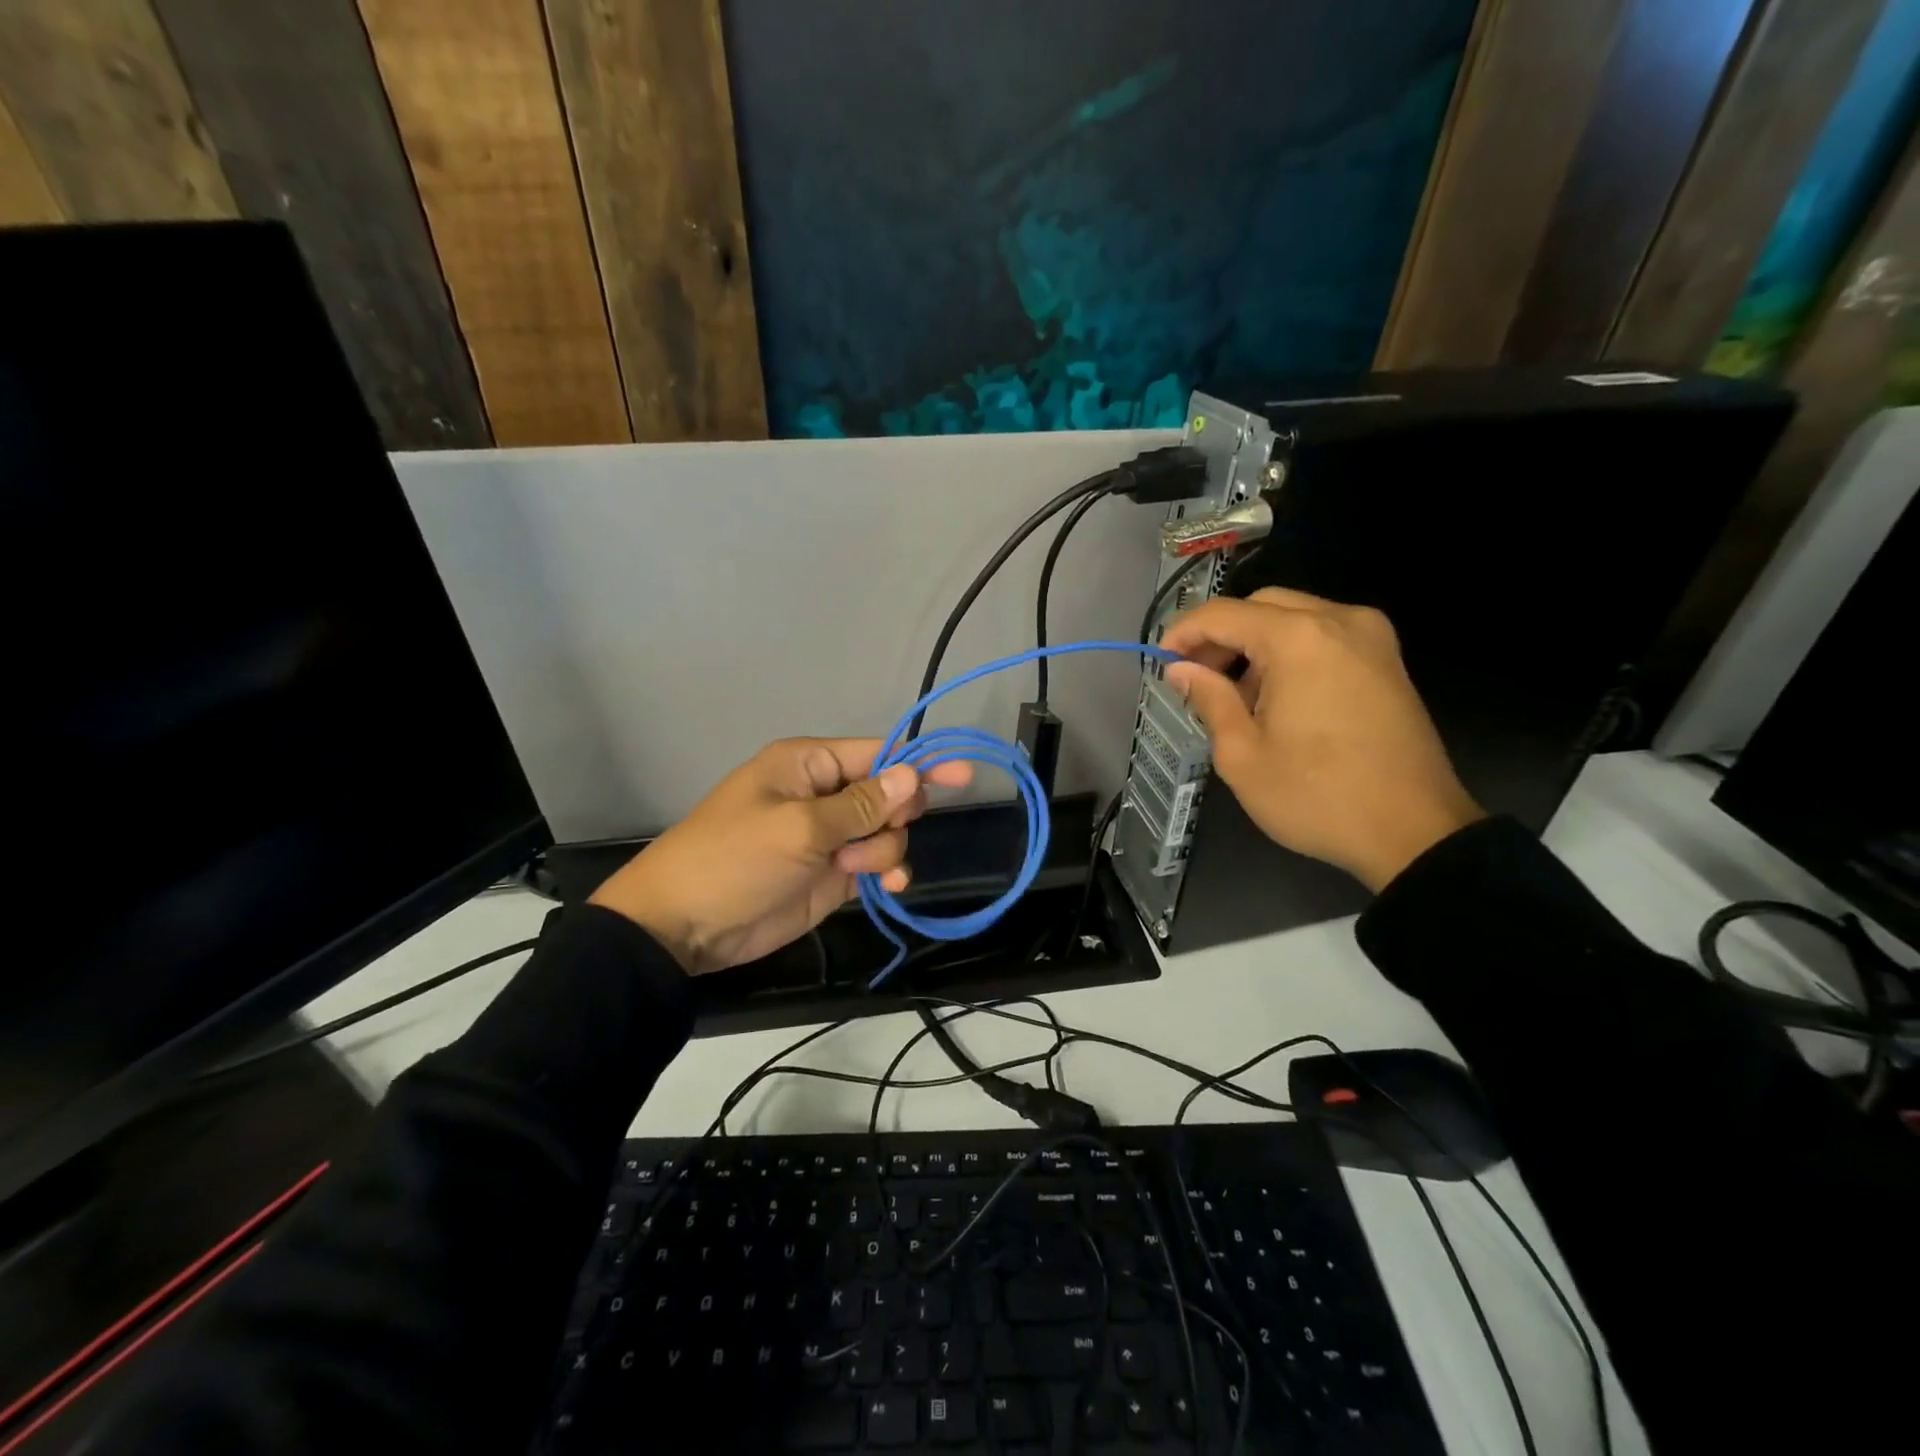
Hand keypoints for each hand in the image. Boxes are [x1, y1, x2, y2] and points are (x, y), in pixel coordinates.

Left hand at [590, 738, 971, 973]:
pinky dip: (888, 871)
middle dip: (894, 813)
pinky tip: (889, 885)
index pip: (876, 754)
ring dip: (884, 849)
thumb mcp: (797, 828)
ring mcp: (829, 837)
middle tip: (874, 834)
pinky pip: (877, 864)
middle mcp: (823, 795)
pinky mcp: (832, 875)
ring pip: (887, 831)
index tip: (963, 774)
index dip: (919, 763)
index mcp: (808, 766)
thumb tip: (912, 775)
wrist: (684, 927)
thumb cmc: (734, 860)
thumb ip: (859, 805)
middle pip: (888, 793)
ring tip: (853, 869)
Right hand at [1162, 588, 1482, 891]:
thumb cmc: (1316, 796)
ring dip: (1255, 644)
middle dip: (1220, 635)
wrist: (1414, 833)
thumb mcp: (1242, 754)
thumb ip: (1208, 699)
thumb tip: (1181, 670)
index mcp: (1299, 639)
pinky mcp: (1387, 661)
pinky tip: (1276, 696)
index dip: (1183, 633)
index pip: (1223, 614)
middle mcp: (1339, 621)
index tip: (1159, 661)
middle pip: (1262, 605)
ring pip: (1294, 617)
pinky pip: (1324, 636)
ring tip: (1233, 694)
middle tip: (1194, 677)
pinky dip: (1290, 652)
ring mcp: (1372, 638)